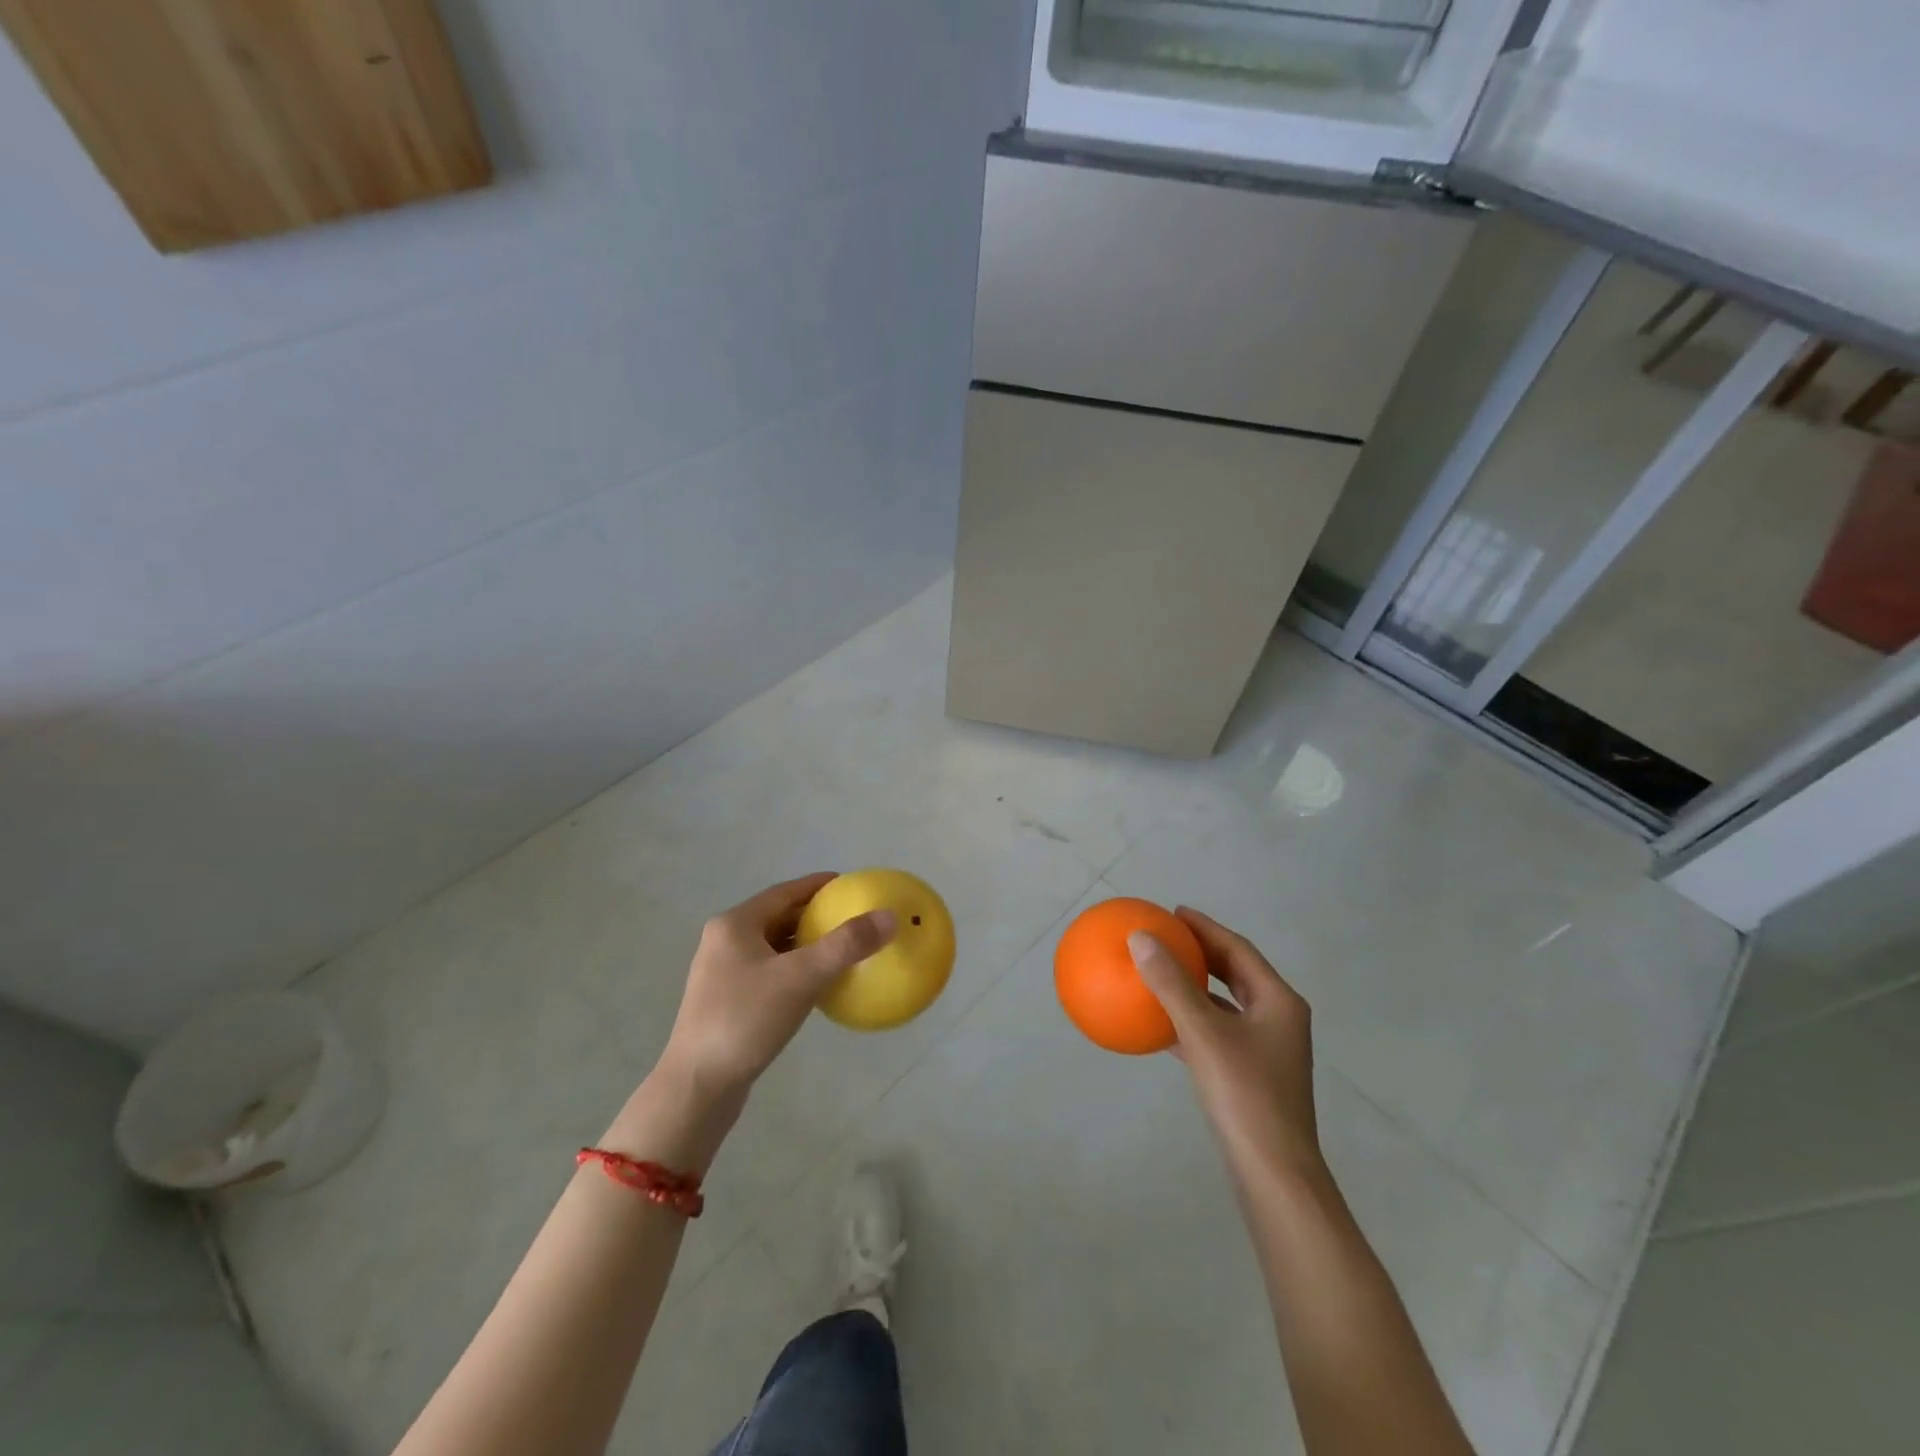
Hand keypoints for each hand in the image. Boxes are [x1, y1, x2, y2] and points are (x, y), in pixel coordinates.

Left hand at [659, 872, 895, 1102]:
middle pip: (778, 917)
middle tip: (853, 918)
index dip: (818, 886)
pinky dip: (795, 971)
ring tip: (843, 949)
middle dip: (815, 915)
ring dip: (806, 945)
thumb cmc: (745, 1020)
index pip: (785, 892)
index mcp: (735, 925)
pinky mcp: (727, 1003)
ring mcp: (723, 974)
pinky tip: (818, 986)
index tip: (850, 885)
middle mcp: (725, 942)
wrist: (696, 1087)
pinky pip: (770, 974)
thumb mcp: (801, 978)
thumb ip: (845, 945)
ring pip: (774, 947)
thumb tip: (888, 916)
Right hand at [1130, 908, 1322, 1183]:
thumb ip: (1172, 984)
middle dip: (1203, 954)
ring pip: (1228, 1005)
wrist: (1274, 1174)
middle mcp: (1279, 1020)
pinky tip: (1163, 1026)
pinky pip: (1219, 1034)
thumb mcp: (1203, 1033)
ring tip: (1163, 972)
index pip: (1239, 950)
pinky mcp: (1253, 1077)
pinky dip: (1193, 1021)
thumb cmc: (1245, 1096)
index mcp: (1278, 1002)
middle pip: (1237, 974)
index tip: (1175, 912)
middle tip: (1168, 937)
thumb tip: (1140, 938)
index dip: (1206, 928)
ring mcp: (1268, 1051)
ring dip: (1197, 987)